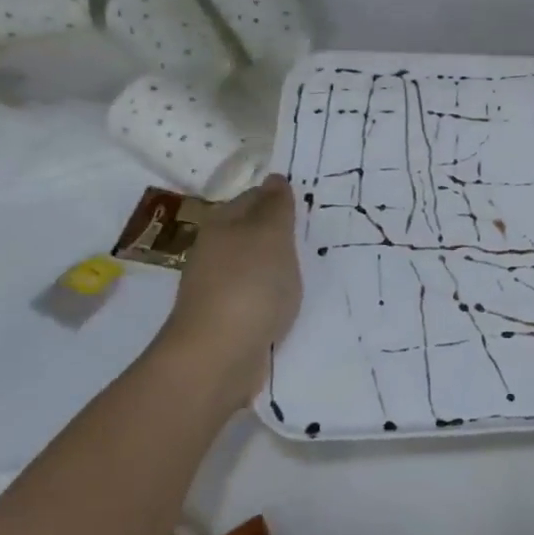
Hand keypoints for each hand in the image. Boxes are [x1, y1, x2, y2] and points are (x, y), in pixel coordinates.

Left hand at [154, 175, 301, 394]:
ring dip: (279, 265)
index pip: (254, 197)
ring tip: (311, 268)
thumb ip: (276, 206)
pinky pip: (257, 294)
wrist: (218, 356)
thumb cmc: (249, 284)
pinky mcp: (228, 318)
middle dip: (282, 233)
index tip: (313, 205)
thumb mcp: (271, 234)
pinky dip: (274, 294)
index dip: (281, 198)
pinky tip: (291, 301)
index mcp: (222, 224)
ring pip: (255, 264)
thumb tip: (274, 178)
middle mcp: (215, 251)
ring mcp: (218, 287)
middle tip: (318, 236)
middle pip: (253, 231)